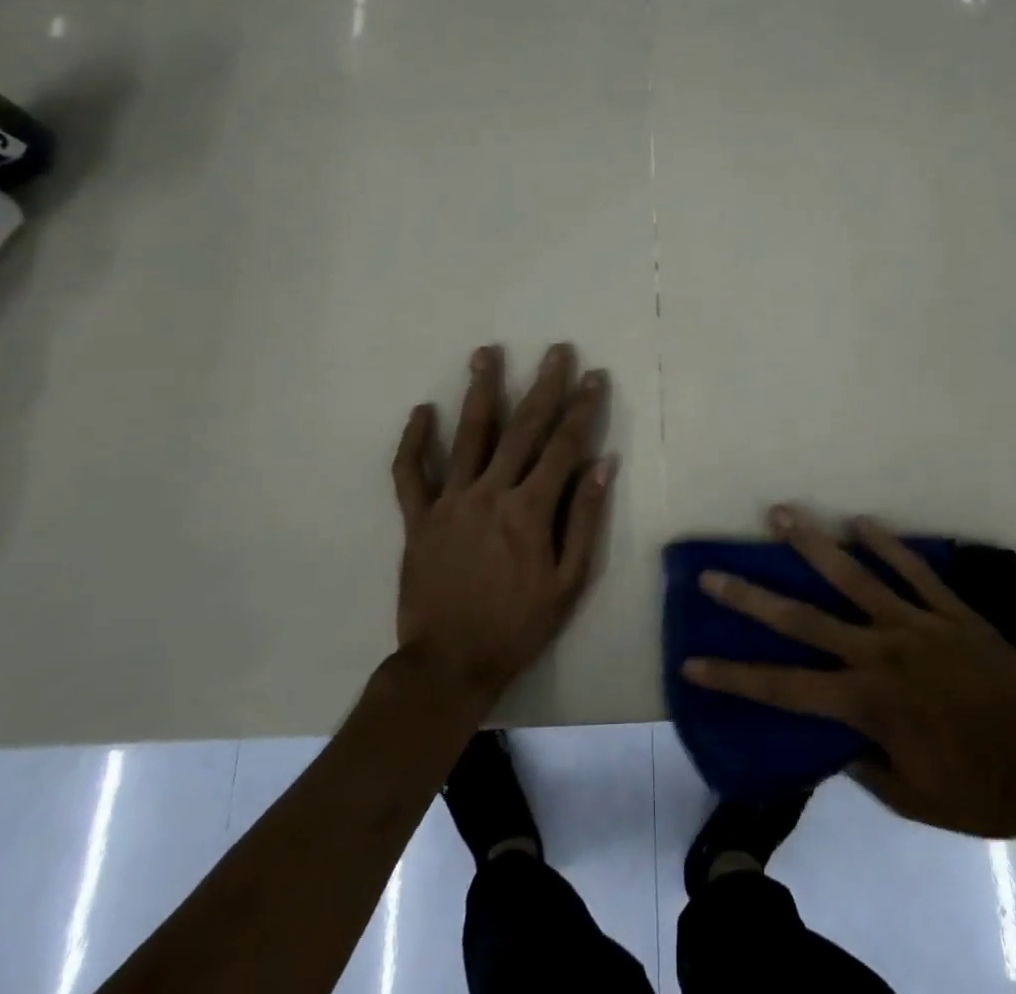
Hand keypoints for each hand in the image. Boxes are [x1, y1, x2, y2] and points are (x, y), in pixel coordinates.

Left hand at [391, 343, 615, 709]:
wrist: (449, 665)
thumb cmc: (518, 625)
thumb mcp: (568, 582)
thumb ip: (584, 519)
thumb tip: (604, 464)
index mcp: (530, 510)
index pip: (564, 446)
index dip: (582, 408)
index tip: (594, 377)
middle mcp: (491, 493)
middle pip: (522, 427)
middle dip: (543, 385)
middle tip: (556, 350)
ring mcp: (450, 502)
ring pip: (468, 435)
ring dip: (480, 391)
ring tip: (486, 353)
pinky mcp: (418, 517)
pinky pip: (410, 472)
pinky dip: (413, 441)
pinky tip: (421, 411)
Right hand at [682, 506, 1015, 843]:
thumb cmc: (980, 791)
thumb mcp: (911, 798)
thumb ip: (864, 762)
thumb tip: (833, 737)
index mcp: (867, 702)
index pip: (785, 688)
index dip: (736, 677)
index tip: (693, 662)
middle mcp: (880, 652)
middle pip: (804, 619)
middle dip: (752, 597)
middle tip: (714, 573)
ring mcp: (916, 624)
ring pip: (854, 576)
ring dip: (812, 544)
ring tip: (781, 513)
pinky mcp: (950, 610)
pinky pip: (912, 569)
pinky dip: (885, 543)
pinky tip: (859, 519)